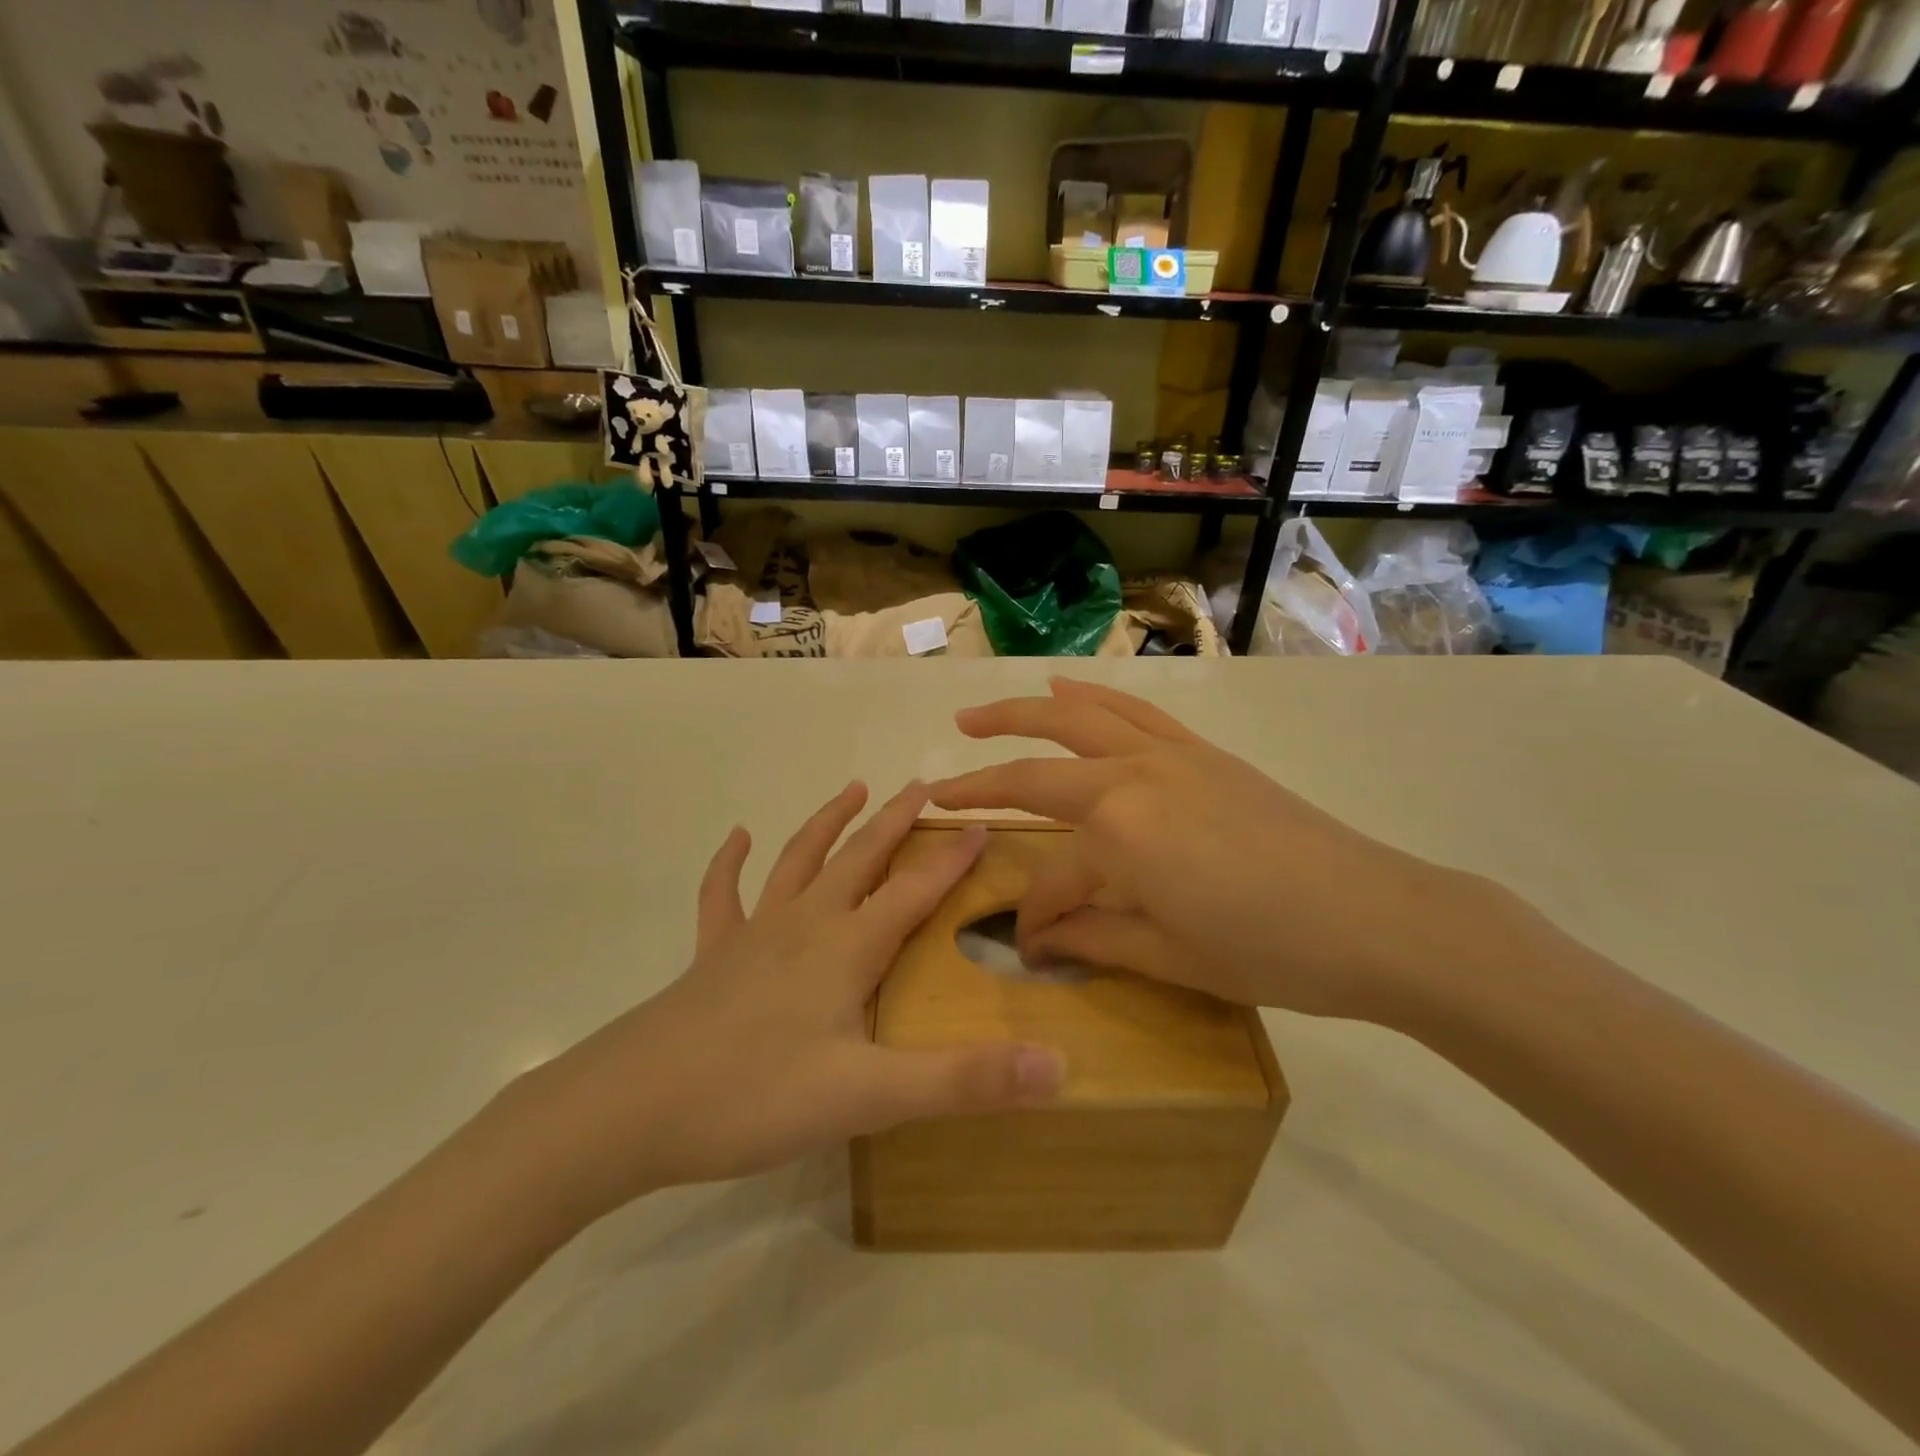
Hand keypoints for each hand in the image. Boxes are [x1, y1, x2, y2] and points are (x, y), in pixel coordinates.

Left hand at [501, 780, 1065, 1224]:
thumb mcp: (870, 1096)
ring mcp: (753, 935)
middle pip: (860, 858)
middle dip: (896, 822)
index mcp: (846, 948)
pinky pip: (723, 896)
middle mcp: (804, 924)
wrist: (629, 1108)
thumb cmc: (754, 1096)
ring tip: (853, 788)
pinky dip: (729, 863)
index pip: (914, 891)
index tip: (982, 823)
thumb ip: (964, 1080)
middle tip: (923, 785)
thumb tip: (1059, 1068)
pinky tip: (737, 838)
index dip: (952, 859)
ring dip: (828, 822)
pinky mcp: (712, 955)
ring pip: (799, 861)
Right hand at [929, 679, 1502, 1022]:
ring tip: (980, 714)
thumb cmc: (1269, 950)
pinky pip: (1133, 710)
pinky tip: (1071, 688)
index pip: (1052, 876)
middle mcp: (1132, 774)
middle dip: (983, 769)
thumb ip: (1092, 937)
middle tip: (942, 774)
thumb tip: (1038, 941)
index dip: (1035, 917)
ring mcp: (1169, 754)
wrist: (1377, 917)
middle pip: (1038, 761)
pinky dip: (1092, 696)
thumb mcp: (1170, 956)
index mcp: (1118, 830)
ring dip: (1023, 711)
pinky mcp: (1201, 751)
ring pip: (1079, 715)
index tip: (1030, 947)